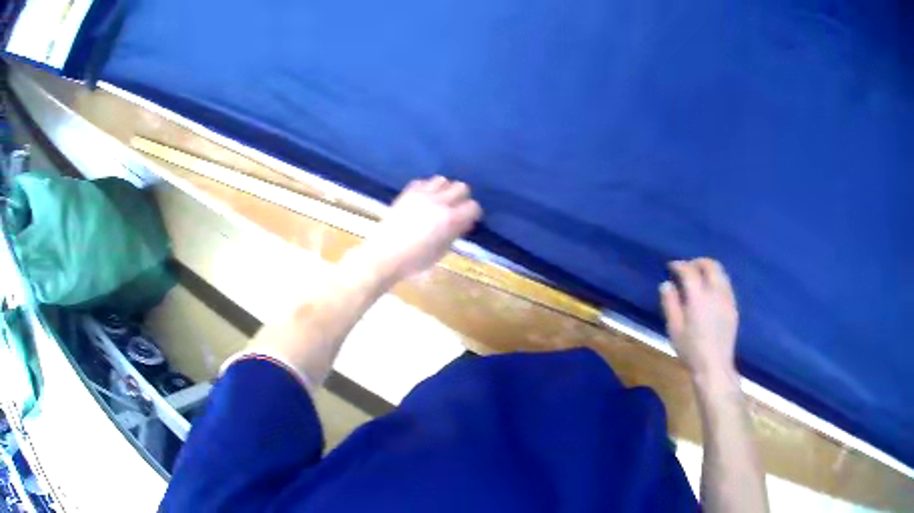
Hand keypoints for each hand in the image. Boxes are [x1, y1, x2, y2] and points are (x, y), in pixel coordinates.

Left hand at [358, 176, 481, 282]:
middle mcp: (438, 202)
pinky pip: (423, 181)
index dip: (473, 213)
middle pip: (461, 187)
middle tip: (456, 209)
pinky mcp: (407, 193)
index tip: (468, 220)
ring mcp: (422, 195)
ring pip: (442, 180)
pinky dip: (427, 188)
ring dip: (444, 190)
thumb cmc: (414, 261)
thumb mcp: (441, 251)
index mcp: (449, 220)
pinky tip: (424, 200)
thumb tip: (463, 223)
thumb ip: (454, 233)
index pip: (473, 207)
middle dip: (462, 198)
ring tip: (439, 202)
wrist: (384, 255)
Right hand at [660, 258, 738, 380]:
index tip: (671, 266)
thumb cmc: (691, 350)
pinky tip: (710, 292)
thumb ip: (670, 303)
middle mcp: (716, 292)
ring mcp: (727, 299)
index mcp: (698, 297)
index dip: (679, 265)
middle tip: (687, 268)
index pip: (689, 271)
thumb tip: (667, 284)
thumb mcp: (674, 329)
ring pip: (721, 272)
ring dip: (709, 269)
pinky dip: (717, 280)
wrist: (714, 366)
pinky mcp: (733, 307)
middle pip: (710, 265)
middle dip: (697, 262)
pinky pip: (726, 284)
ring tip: (699, 277)